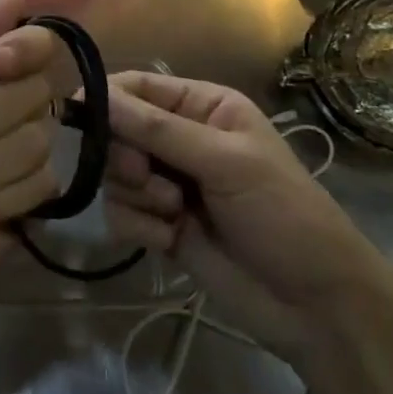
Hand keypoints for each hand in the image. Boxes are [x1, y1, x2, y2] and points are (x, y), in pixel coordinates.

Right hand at [102, 71, 388, 360]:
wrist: (316, 305)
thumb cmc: (282, 213)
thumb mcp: (225, 162)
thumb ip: (158, 129)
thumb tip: (95, 96)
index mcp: (204, 107)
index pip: (139, 88)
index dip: (106, 98)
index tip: (76, 115)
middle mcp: (182, 139)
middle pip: (118, 131)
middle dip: (126, 157)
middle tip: (146, 176)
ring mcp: (170, 184)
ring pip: (116, 175)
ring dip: (137, 196)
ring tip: (174, 214)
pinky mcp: (162, 226)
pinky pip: (122, 213)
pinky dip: (139, 227)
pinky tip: (171, 241)